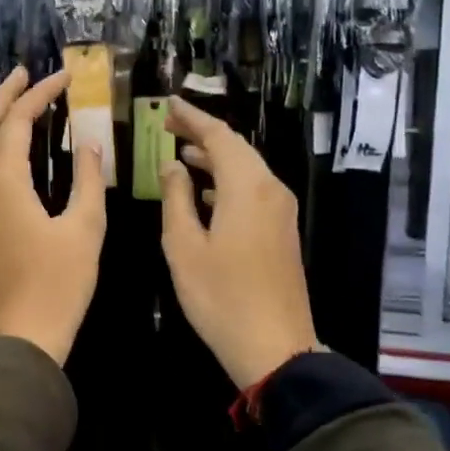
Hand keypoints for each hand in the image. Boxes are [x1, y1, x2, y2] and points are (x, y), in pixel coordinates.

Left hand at [0, 66, 106, 365]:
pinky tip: (15, 148)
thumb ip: (87, 180)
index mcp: (4, 181)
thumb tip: (89, 144)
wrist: (22, 336)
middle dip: (3, 95)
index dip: (41, 93)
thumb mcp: (85, 228)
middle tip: (26, 73)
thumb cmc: (58, 283)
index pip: (18, 120)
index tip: (65, 75)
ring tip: (20, 101)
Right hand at [159, 98, 318, 388]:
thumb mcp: (184, 246)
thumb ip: (176, 198)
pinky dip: (227, 181)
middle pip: (236, 148)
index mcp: (247, 187)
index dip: (192, 116)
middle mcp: (270, 190)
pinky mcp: (282, 231)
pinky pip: (253, 190)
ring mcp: (281, 212)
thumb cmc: (220, 296)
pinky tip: (205, 192)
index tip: (168, 103)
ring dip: (214, 158)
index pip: (219, 136)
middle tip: (167, 125)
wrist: (275, 347)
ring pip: (247, 169)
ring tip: (180, 153)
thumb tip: (172, 166)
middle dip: (202, 134)